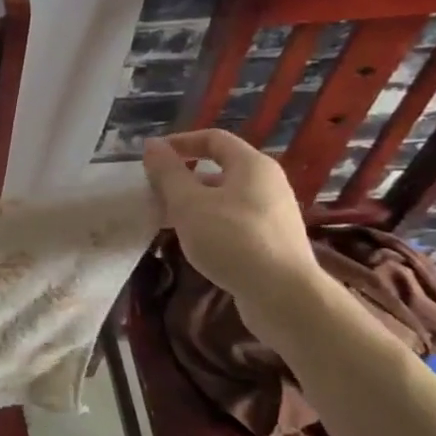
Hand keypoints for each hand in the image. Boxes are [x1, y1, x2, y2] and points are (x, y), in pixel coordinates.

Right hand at [142, 130, 317, 302]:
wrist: (284, 296)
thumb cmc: (232, 239)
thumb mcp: (188, 203)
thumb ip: (168, 172)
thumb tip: (152, 144)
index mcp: (252, 165)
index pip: (213, 139)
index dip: (180, 142)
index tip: (152, 157)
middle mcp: (268, 183)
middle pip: (220, 169)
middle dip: (183, 177)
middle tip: (155, 192)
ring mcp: (274, 213)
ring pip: (226, 197)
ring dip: (194, 202)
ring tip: (167, 219)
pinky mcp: (273, 240)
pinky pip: (235, 220)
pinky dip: (210, 222)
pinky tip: (193, 242)